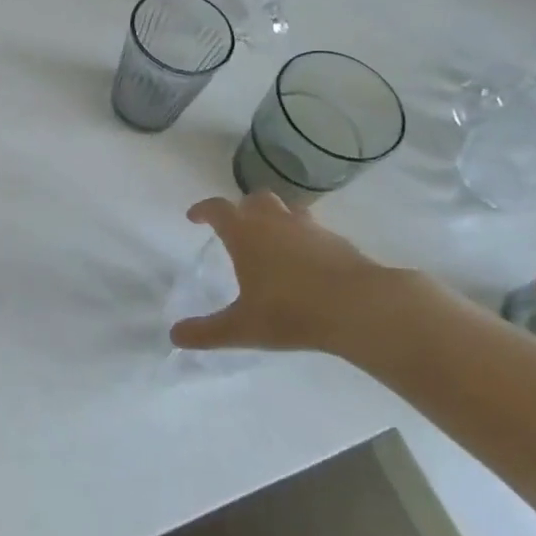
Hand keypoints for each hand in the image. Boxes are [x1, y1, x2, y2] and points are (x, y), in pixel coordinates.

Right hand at [169, 193, 440, 357]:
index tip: (194, 217)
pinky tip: (305, 261)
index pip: (217, 208)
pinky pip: (313, 229)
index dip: (203, 210)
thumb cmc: (291, 311)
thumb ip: (206, 331)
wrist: (360, 307)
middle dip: (241, 208)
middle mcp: (274, 221)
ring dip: (274, 217)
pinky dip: (302, 237)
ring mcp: (309, 227)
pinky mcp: (337, 240)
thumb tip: (174, 335)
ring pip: (286, 209)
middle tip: (236, 227)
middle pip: (254, 199)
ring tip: (272, 239)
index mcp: (245, 232)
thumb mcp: (242, 327)